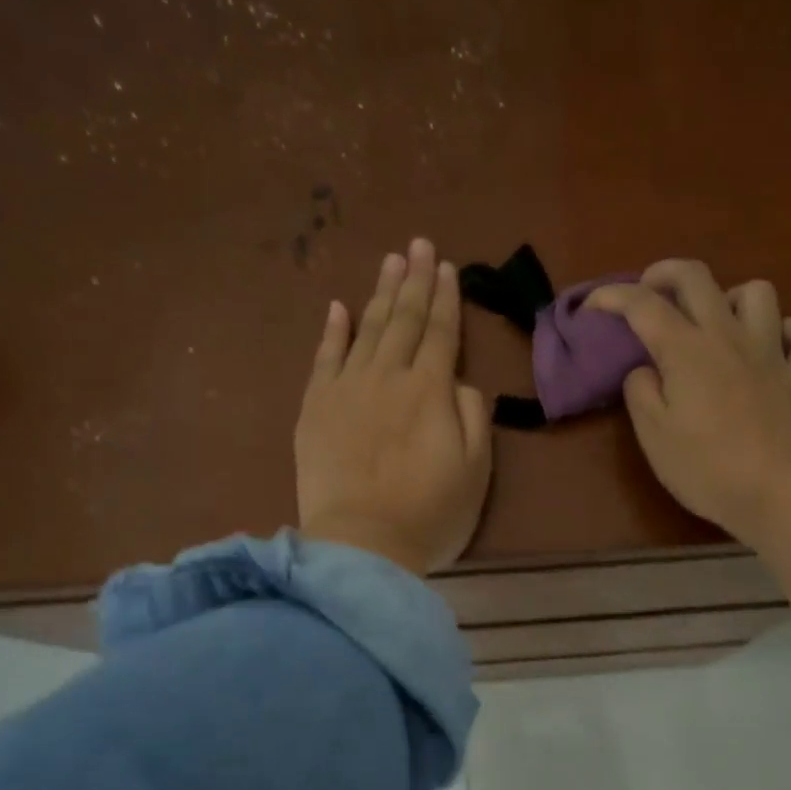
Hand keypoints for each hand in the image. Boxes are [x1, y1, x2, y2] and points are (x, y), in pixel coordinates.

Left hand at [295, 239, 491, 574]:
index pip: (441, 333)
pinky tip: (339, 307)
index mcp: (430, 391)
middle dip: (415, 280)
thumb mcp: (476, 469)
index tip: (447, 266)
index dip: (446, 299)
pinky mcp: (314, 408)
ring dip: (381, 292)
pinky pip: (324, 358)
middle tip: (419, 244)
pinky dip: (333, 331)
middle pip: (404, 319)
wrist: (361, 545)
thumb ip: (473, 416)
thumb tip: (459, 383)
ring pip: (367, 329)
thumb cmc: (430, 513)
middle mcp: (388, 377)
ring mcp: (346, 389)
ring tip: (391, 260)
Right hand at [588, 259, 790, 543]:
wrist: (775, 493)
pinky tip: (773, 345)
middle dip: (664, 273)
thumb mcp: (653, 435)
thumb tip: (645, 369)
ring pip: (757, 293)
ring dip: (730, 297)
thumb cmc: (704, 468)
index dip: (611, 297)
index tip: (592, 307)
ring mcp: (771, 353)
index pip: (642, 304)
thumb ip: (640, 391)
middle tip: (648, 292)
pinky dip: (788, 332)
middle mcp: (729, 337)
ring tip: (715, 321)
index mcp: (686, 350)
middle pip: (697, 277)